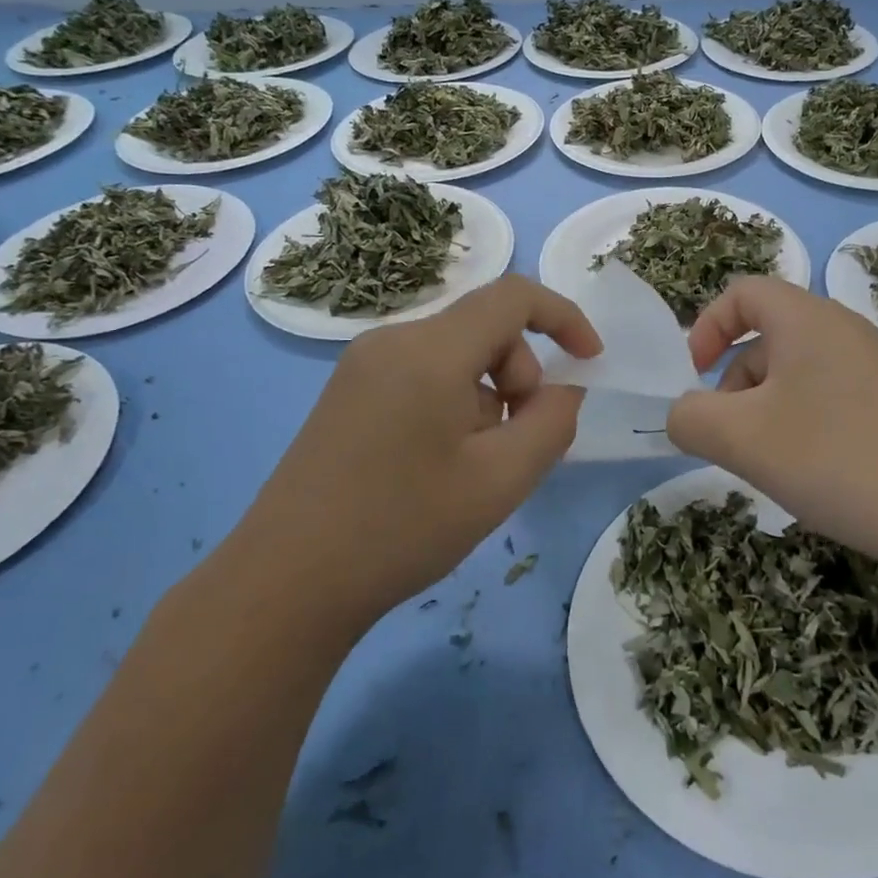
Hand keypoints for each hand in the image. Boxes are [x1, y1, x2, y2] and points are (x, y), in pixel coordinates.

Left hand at [234, 275, 600, 623]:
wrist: (287, 582)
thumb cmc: (403, 527)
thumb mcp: (502, 479)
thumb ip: (552, 421)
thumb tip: (563, 388)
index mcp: (430, 349)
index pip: (513, 295)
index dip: (564, 317)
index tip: (590, 361)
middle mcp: (393, 340)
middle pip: (484, 328)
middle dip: (520, 374)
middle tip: (515, 444)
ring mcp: (362, 364)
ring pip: (455, 354)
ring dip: (487, 396)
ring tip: (474, 466)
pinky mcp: (348, 392)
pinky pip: (423, 374)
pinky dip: (454, 403)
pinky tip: (438, 463)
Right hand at [666, 276, 877, 568]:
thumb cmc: (832, 457)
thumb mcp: (739, 438)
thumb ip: (689, 417)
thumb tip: (684, 415)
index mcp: (806, 318)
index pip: (742, 292)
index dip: (706, 327)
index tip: (693, 377)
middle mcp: (843, 329)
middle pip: (766, 335)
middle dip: (732, 381)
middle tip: (728, 435)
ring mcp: (874, 366)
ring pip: (795, 371)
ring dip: (763, 407)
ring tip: (766, 461)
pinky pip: (827, 395)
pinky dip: (800, 422)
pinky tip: (808, 470)